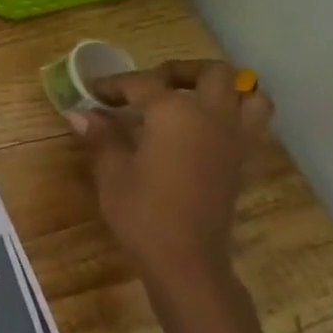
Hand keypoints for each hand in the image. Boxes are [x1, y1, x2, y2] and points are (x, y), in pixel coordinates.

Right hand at [69, 60, 273, 288]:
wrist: (186, 259)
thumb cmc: (142, 212)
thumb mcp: (112, 171)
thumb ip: (101, 136)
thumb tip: (78, 113)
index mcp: (175, 113)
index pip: (142, 84)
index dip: (114, 85)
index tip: (92, 92)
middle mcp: (213, 116)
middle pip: (210, 74)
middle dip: (178, 72)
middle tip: (150, 86)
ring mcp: (236, 139)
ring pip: (248, 95)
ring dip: (223, 90)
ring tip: (191, 100)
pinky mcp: (245, 163)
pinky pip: (254, 125)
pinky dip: (236, 116)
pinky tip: (206, 131)